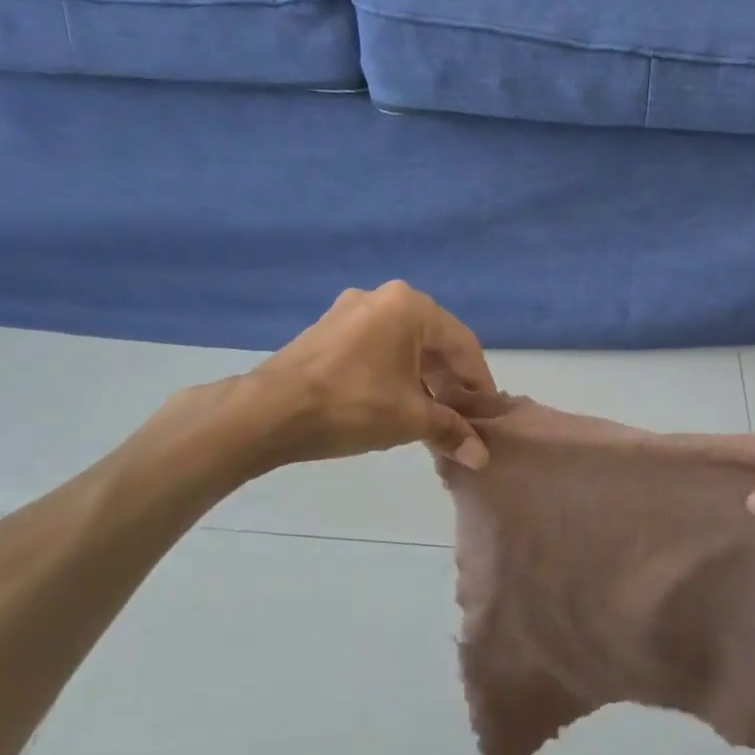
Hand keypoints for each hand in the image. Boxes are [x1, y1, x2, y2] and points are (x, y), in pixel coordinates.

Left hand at [251, 281, 496, 468]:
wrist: (267, 413)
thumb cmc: (351, 406)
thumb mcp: (410, 419)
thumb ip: (451, 430)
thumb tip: (482, 457)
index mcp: (410, 306)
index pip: (463, 344)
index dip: (480, 382)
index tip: (488, 414)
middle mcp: (383, 297)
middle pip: (433, 341)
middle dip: (451, 381)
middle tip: (461, 417)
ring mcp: (350, 310)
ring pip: (404, 344)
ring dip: (423, 379)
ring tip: (431, 416)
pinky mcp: (328, 329)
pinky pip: (376, 347)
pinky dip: (394, 372)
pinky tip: (395, 403)